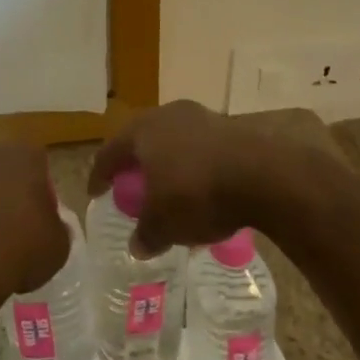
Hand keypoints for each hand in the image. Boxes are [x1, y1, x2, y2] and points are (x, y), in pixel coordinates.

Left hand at [0, 144, 69, 303]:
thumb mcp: (59, 245)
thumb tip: (50, 225)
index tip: (44, 219)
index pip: (40, 165)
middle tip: (22, 228)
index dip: (44, 193)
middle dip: (15, 193)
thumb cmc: (20, 248)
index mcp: (25, 155)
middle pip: (9, 171)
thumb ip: (58, 227)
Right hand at [89, 100, 303, 255]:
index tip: (96, 192)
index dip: (100, 175)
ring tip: (169, 189)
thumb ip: (147, 233)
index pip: (110, 152)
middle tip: (131, 187)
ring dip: (168, 164)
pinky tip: (203, 188)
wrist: (264, 175)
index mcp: (142, 130)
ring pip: (173, 141)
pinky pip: (201, 148)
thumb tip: (137, 245)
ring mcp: (201, 117)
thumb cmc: (198, 193)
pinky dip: (195, 166)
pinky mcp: (230, 127)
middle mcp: (167, 115)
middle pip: (142, 140)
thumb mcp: (165, 223)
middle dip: (135, 164)